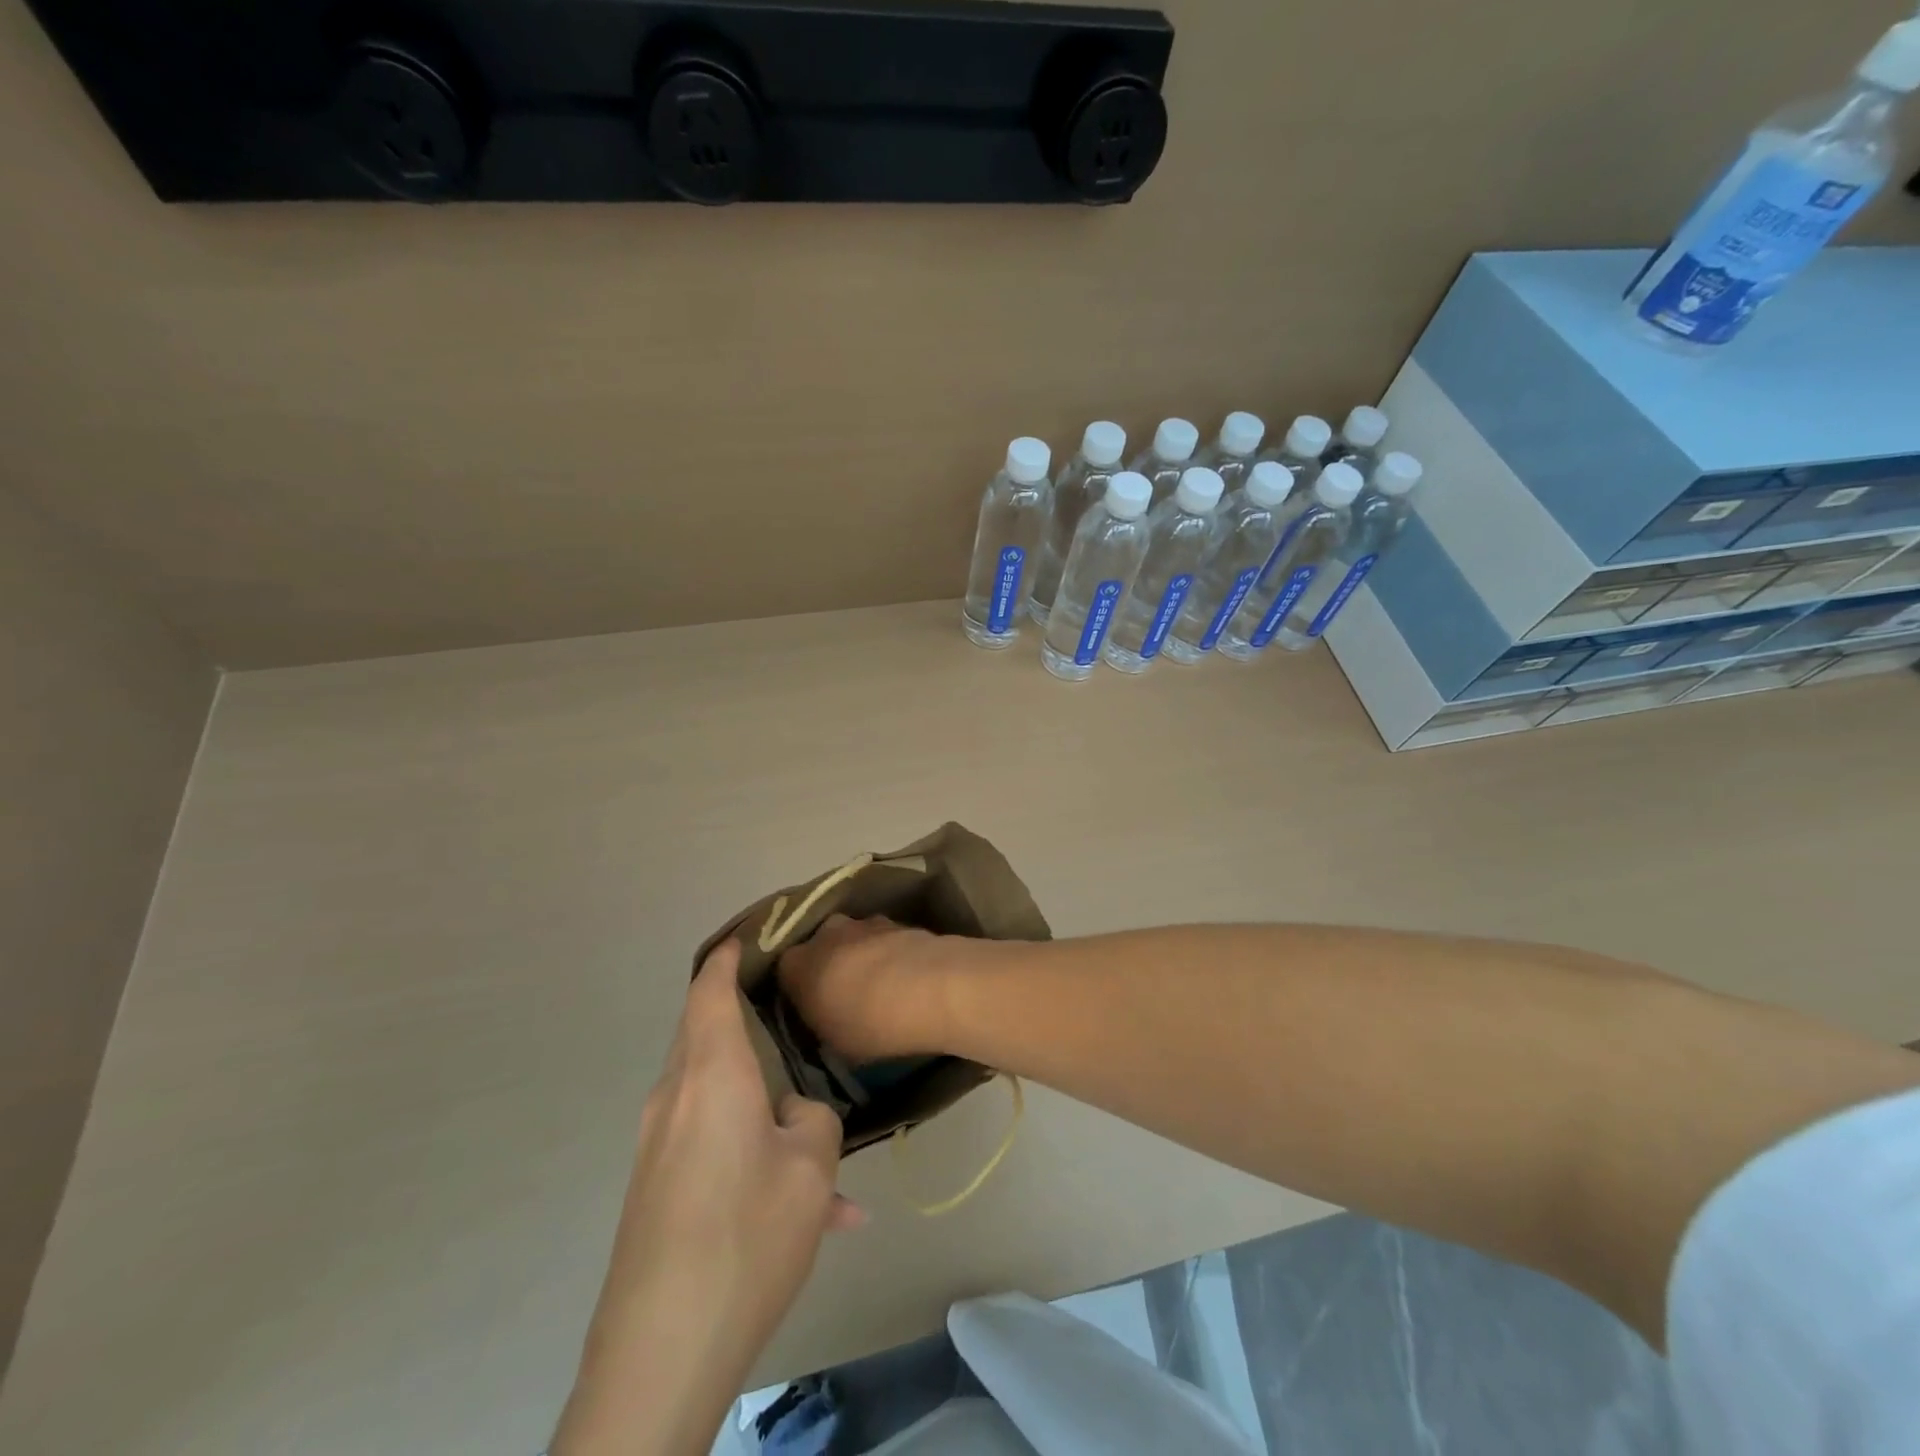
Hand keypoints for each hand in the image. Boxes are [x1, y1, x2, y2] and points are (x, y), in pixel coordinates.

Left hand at [552, 941, 863, 1455]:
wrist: (659, 1353)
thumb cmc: (744, 1236)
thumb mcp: (811, 1169)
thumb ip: (813, 1119)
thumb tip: (793, 1113)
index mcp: (711, 1075)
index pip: (710, 991)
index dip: (727, 957)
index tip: (748, 935)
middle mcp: (675, 1099)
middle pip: (706, 1036)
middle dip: (743, 1019)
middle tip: (790, 1015)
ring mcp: (658, 1147)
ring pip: (718, 1098)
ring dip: (764, 1110)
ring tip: (824, 1158)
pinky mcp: (655, 1189)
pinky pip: (712, 1147)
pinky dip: (753, 1157)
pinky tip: (811, 1216)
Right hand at [776, 913, 957, 1063]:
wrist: (929, 988)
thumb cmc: (869, 1024)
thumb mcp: (832, 1042)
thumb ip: (820, 1021)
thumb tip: (824, 1014)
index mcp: (797, 963)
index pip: (785, 971)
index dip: (798, 989)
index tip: (811, 1007)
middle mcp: (826, 933)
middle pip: (821, 947)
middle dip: (830, 965)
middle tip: (845, 994)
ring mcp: (865, 922)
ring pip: (854, 940)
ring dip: (862, 956)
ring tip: (881, 985)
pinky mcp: (899, 921)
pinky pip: (884, 939)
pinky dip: (889, 953)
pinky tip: (904, 975)